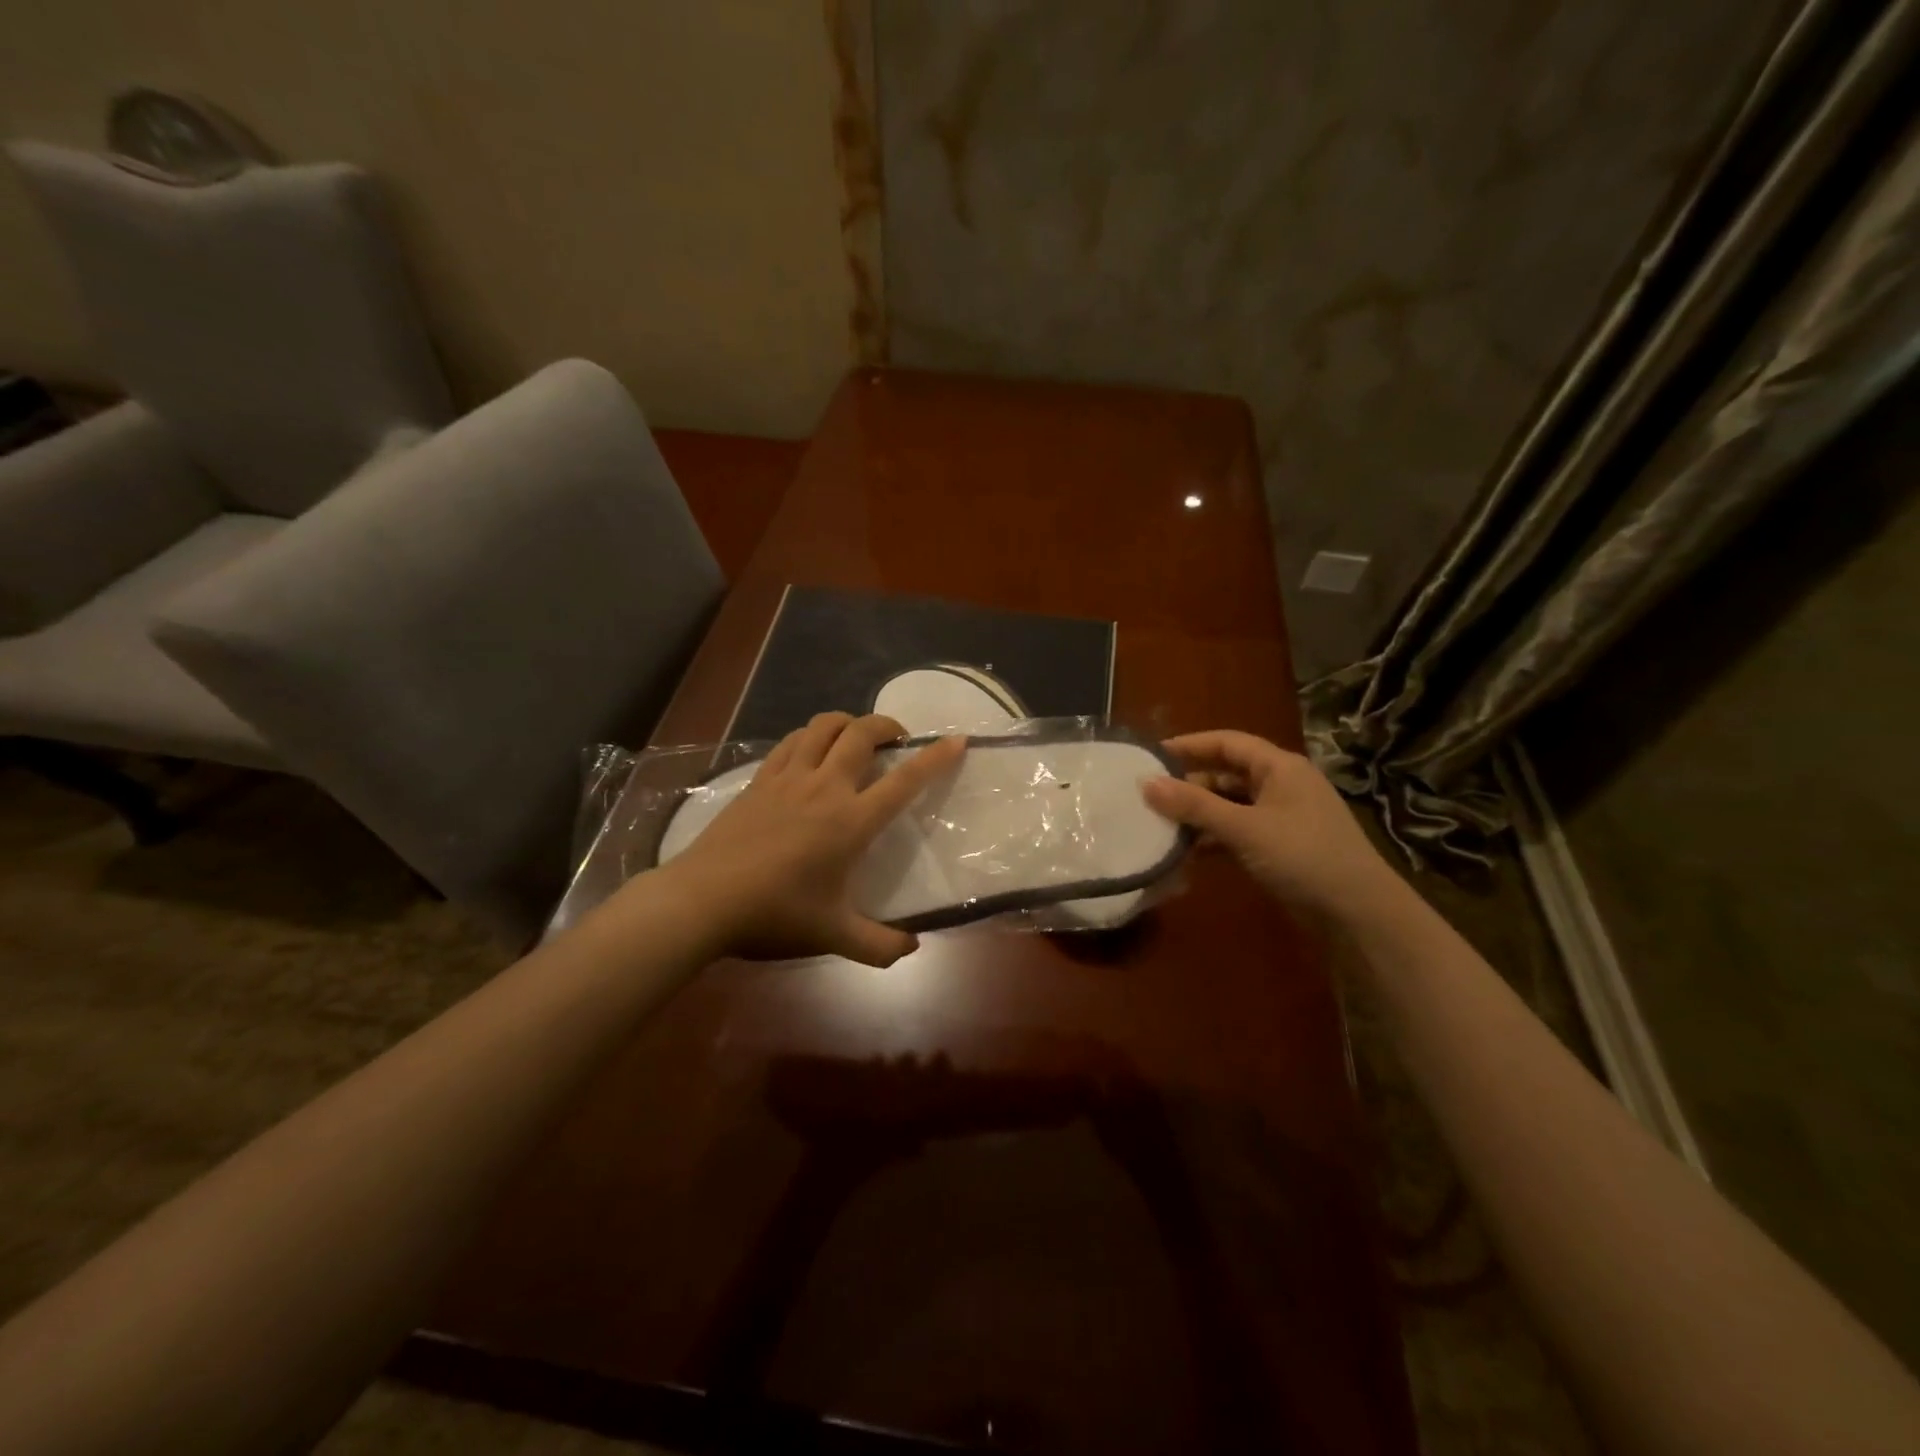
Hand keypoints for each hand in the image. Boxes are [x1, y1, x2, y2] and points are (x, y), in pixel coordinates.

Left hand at [655, 712, 965, 966]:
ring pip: (823, 727)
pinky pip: (791, 742)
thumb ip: (879, 945)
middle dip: (887, 725)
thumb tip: (913, 947)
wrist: (704, 900)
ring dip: (847, 722)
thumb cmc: (775, 915)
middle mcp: (825, 788)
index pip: (904, 781)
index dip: (935, 758)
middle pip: (862, 733)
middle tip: (898, 738)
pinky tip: (811, 751)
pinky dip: (810, 736)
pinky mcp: (759, 780)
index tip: (957, 740)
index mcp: (851, 821)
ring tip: (856, 736)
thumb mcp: (833, 936)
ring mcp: (788, 778)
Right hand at [1142, 730, 1397, 919]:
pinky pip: (1239, 832)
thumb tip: (1145, 783)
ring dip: (1199, 814)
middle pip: (1227, 774)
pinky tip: (1188, 852)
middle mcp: (1282, 785)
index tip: (1151, 756)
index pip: (1227, 742)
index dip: (1189, 745)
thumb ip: (1194, 805)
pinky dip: (1214, 838)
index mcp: (1280, 767)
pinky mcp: (1282, 847)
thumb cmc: (1302, 856)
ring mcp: (1283, 818)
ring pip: (1231, 805)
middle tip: (1149, 796)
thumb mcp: (1243, 827)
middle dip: (1189, 784)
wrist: (1359, 914)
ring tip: (1161, 825)